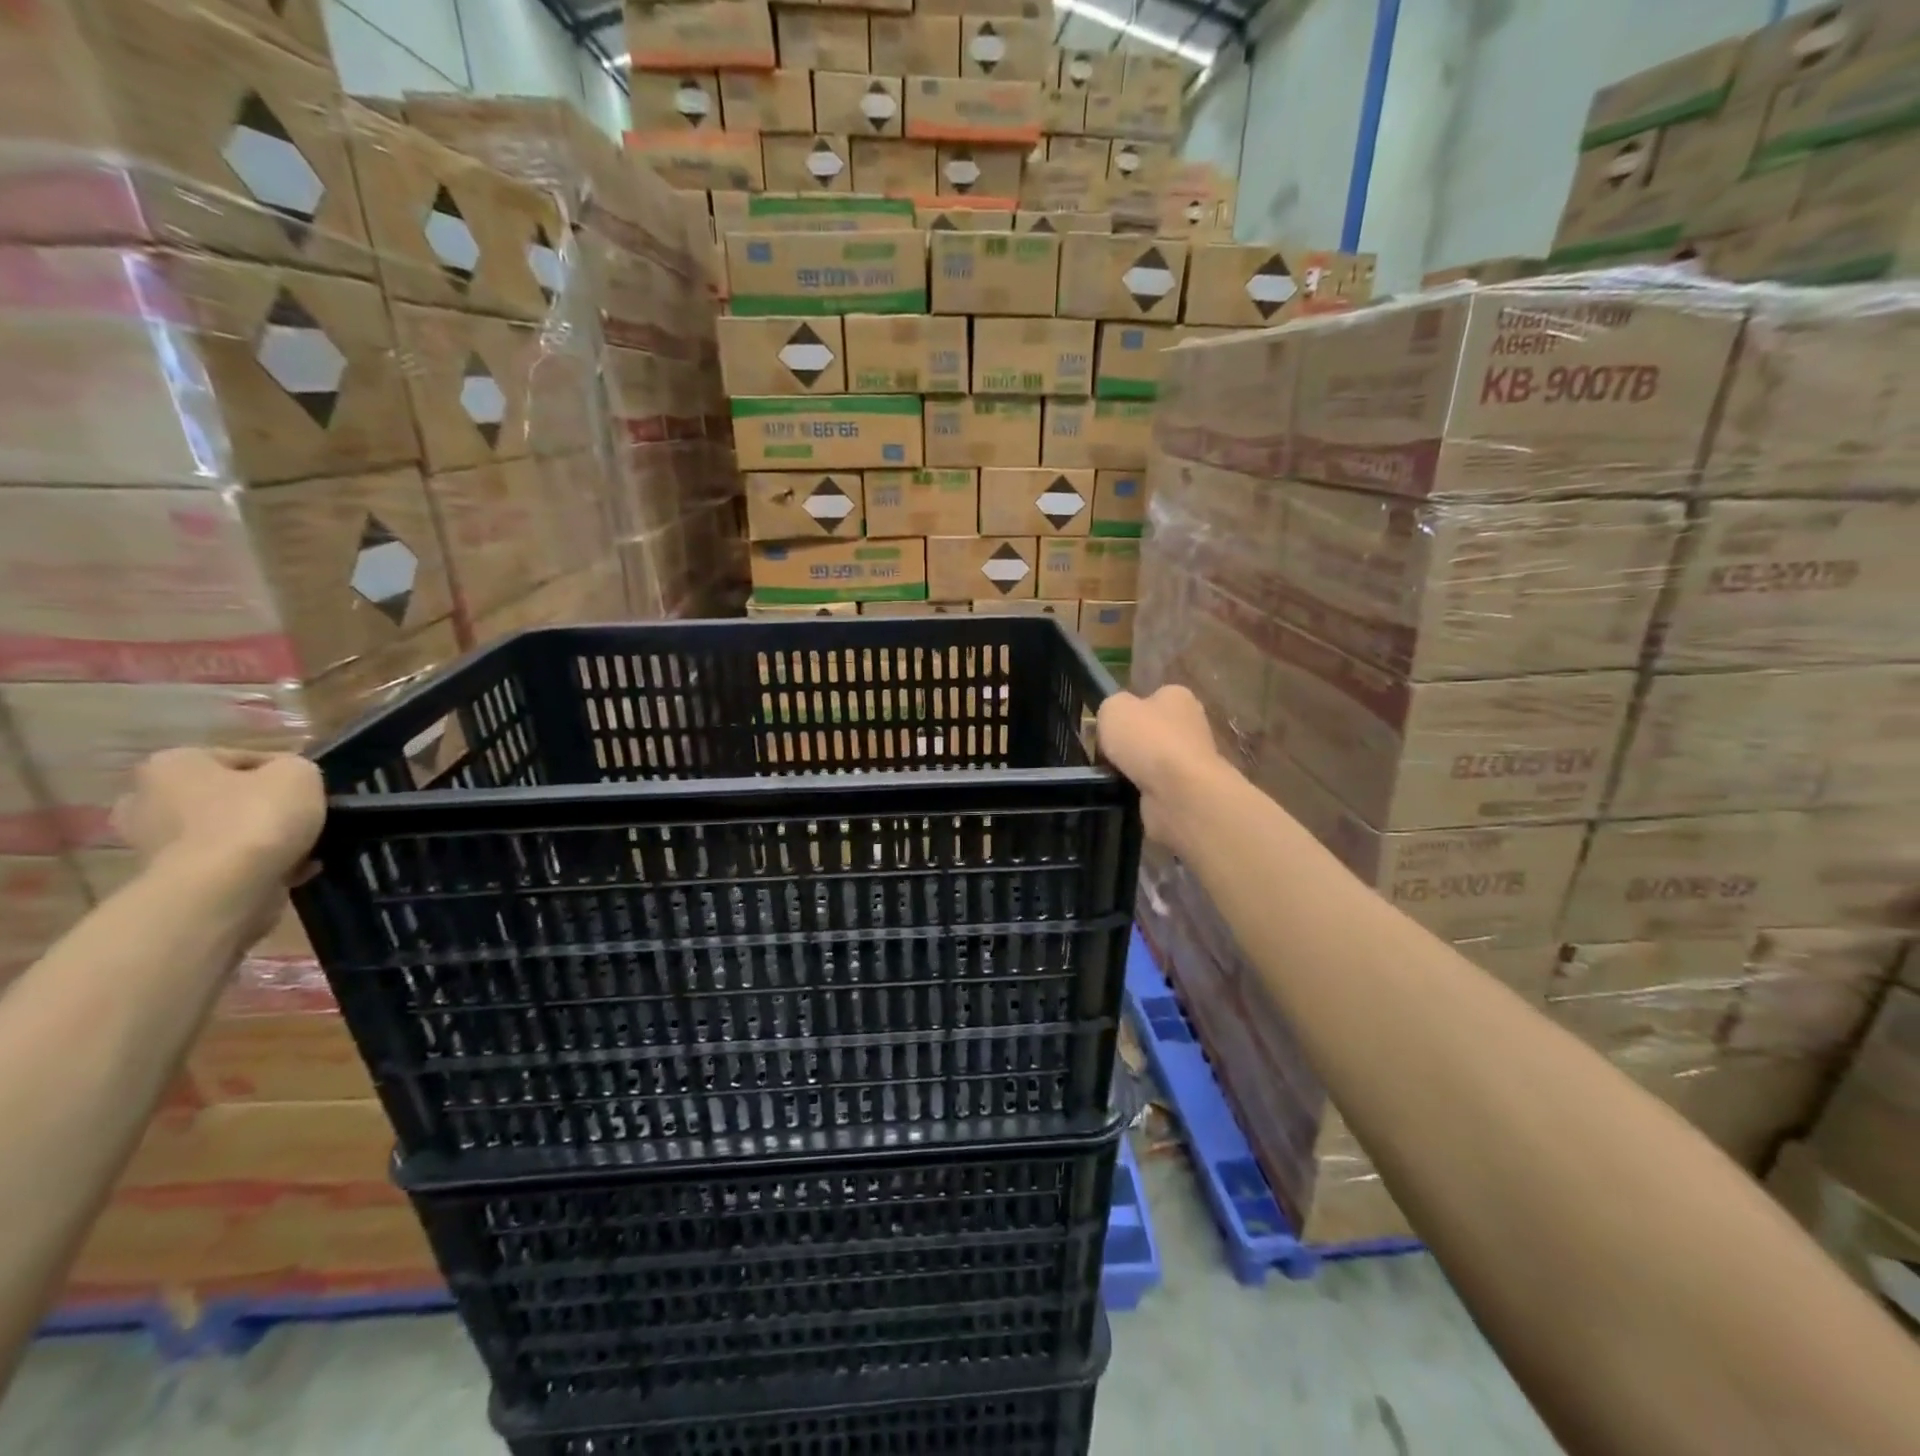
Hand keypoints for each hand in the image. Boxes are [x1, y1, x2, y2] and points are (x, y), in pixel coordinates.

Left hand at [112, 749, 324, 886]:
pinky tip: (290, 872)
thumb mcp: (299, 773)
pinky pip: (226, 865)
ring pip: (227, 833)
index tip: (312, 789)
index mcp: (172, 764)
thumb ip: (296, 768)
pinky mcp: (172, 881)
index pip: (243, 758)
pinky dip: (257, 867)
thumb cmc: (255, 816)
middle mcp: (147, 800)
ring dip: (262, 840)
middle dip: (260, 807)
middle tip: (299, 818)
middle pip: (225, 797)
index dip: (284, 772)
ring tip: (304, 850)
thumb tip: (288, 782)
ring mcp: (153, 845)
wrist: (222, 888)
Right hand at [1096, 686, 1225, 851]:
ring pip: (1150, 763)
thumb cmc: (1147, 740)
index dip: (1125, 713)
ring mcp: (1192, 761)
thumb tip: (1115, 724)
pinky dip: (1138, 793)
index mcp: (1178, 697)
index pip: (1148, 699)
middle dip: (1127, 746)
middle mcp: (1191, 725)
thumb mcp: (1112, 708)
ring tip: (1111, 778)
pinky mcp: (1189, 791)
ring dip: (1131, 772)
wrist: (1178, 792)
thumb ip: (1110, 708)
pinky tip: (1126, 795)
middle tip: (1103, 757)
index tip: (1107, 730)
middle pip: (1148, 733)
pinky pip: (1154, 789)